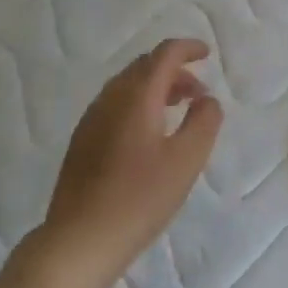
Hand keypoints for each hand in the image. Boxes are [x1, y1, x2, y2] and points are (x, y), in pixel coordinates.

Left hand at [32, 39, 223, 287]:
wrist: (80, 239)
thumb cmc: (140, 198)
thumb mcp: (186, 161)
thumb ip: (204, 122)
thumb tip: (207, 100)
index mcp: (136, 96)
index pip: (164, 55)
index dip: (188, 48)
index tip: (207, 55)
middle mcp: (110, 98)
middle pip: (143, 67)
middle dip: (173, 70)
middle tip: (198, 92)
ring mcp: (91, 119)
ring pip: (127, 86)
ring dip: (155, 88)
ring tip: (178, 111)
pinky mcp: (82, 141)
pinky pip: (115, 105)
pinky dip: (138, 104)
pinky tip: (149, 135)